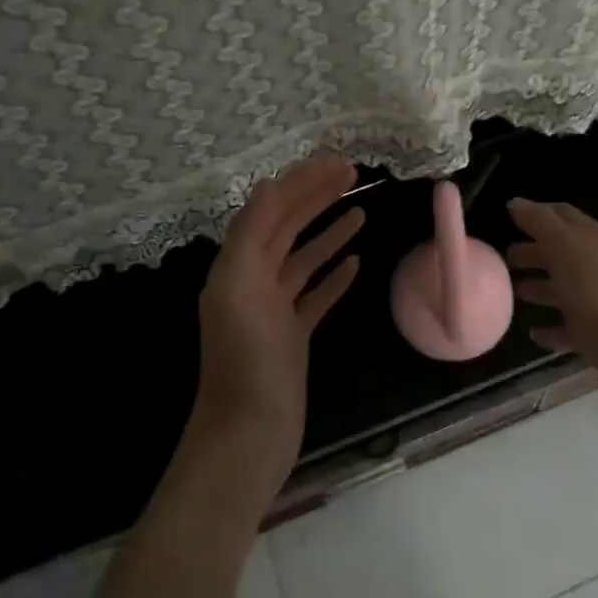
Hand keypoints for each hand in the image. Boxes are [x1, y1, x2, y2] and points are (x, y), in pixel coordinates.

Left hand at [194, 152, 363, 474]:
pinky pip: (315, 295)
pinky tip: (356, 263)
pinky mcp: (293, 336)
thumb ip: (252, 234)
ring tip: (360, 211)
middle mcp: (253, 281)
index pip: (270, 209)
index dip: (301, 182)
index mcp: (237, 265)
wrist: (248, 434)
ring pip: (304, 259)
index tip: (338, 163)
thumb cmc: (247, 360)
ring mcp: (274, 310)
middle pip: (287, 227)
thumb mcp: (240, 287)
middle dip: (317, 197)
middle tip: (355, 175)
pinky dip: (333, 276)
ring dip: (329, 232)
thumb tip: (271, 184)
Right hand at [507, 198, 597, 426]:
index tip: (509, 218)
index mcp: (596, 238)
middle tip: (506, 258)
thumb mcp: (563, 247)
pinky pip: (570, 325)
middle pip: (563, 251)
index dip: (536, 213)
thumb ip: (539, 222)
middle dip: (535, 251)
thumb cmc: (595, 293)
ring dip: (541, 286)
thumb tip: (516, 202)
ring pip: (566, 287)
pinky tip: (533, 333)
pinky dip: (552, 326)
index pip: (562, 214)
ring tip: (515, 292)